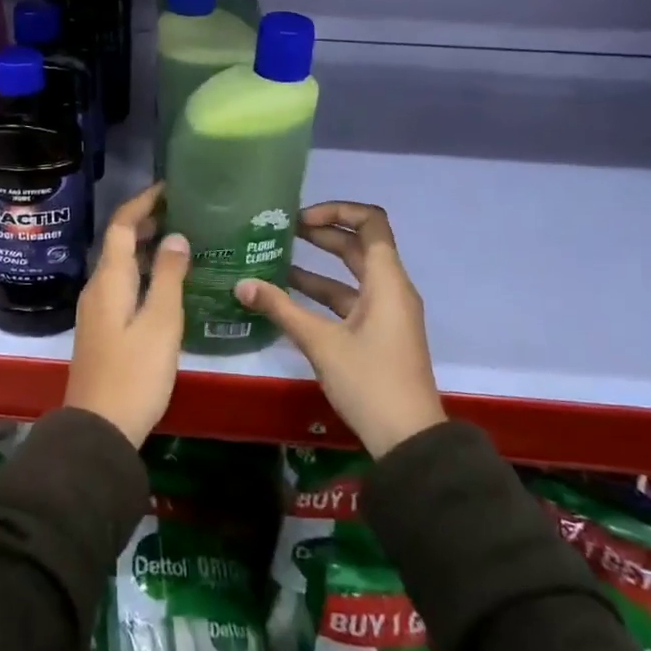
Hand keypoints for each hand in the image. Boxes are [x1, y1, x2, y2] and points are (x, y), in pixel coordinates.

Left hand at [64, 183, 189, 447]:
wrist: (99, 428)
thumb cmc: (134, 373)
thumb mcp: (161, 322)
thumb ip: (169, 276)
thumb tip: (176, 236)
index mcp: (110, 279)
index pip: (122, 225)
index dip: (143, 202)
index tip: (168, 188)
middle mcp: (98, 287)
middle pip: (119, 243)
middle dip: (147, 222)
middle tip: (182, 212)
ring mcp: (97, 310)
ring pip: (121, 265)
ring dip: (146, 248)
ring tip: (181, 241)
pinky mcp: (102, 329)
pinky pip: (122, 285)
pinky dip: (144, 272)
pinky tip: (167, 284)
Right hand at [233, 201, 444, 458]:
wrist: (409, 440)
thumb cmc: (370, 382)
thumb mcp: (321, 343)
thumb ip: (281, 309)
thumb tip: (241, 284)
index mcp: (387, 281)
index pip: (371, 222)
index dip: (337, 210)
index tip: (302, 219)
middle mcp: (391, 289)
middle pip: (358, 245)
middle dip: (322, 234)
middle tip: (283, 231)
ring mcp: (386, 312)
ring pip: (352, 274)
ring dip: (319, 264)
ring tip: (277, 258)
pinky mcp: (379, 333)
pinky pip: (351, 299)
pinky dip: (324, 292)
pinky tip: (290, 296)